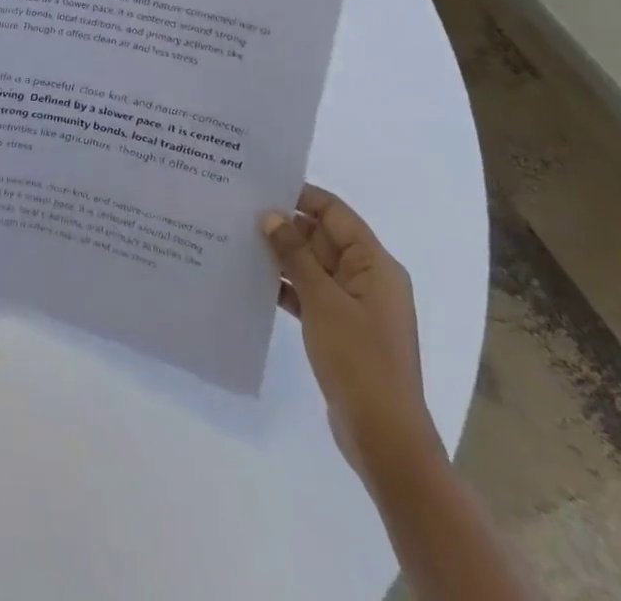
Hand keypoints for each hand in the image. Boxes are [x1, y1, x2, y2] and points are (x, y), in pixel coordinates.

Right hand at [263, 184, 441, 485]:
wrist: (384, 437)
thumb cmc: (359, 359)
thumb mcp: (322, 300)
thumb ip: (295, 254)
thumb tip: (270, 215)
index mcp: (374, 265)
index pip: (335, 213)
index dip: (301, 195)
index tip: (260, 184)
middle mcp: (368, 278)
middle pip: (323, 237)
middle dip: (285, 224)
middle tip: (239, 209)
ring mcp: (355, 306)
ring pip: (313, 265)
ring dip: (282, 255)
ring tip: (237, 238)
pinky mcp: (341, 329)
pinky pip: (310, 293)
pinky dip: (286, 285)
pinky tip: (252, 279)